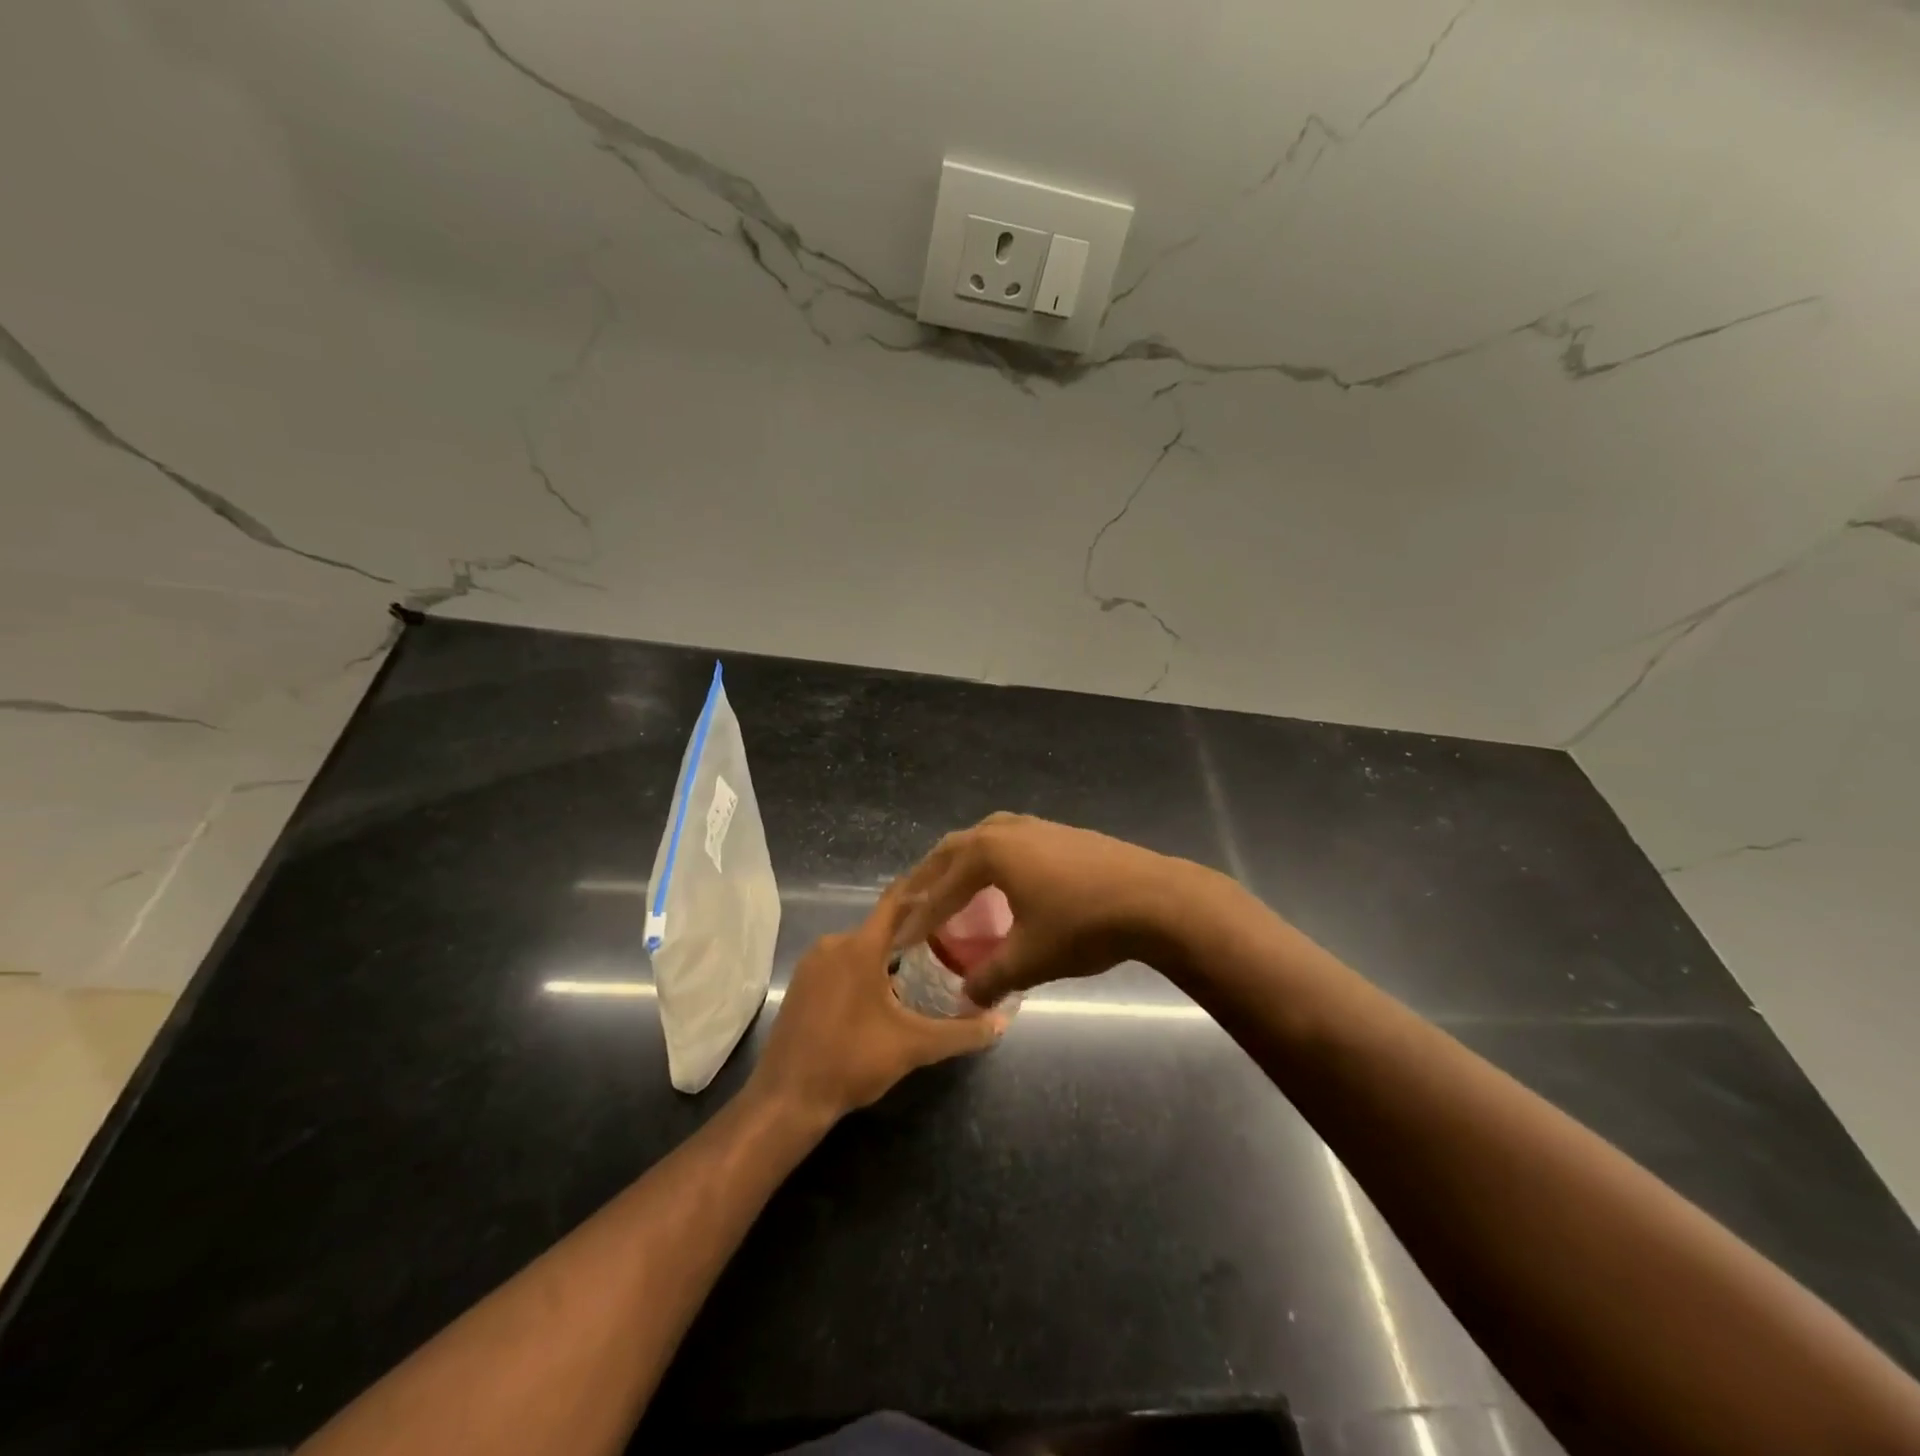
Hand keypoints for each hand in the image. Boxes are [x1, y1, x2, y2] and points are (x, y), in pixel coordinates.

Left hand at [749, 883, 1005, 1124]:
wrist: (787, 1099)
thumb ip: (961, 1032)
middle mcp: (833, 944)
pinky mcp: (801, 984)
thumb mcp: (913, 1047)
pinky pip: (840, 963)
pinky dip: (863, 968)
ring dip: (886, 953)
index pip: (896, 901)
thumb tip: (1002, 1022)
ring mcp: (812, 964)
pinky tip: (882, 992)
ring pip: (859, 947)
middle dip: (912, 930)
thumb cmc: (852, 1061)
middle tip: (947, 936)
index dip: (922, 888)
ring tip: (922, 964)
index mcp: (860, 947)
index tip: (948, 880)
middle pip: (880, 927)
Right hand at [895, 813, 1195, 1007]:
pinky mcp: (1062, 832)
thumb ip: (991, 978)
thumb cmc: (1083, 924)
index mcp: (990, 852)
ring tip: (953, 887)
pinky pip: (1010, 840)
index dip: (920, 917)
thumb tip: (966, 999)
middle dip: (931, 878)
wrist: (1154, 898)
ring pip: (984, 837)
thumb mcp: (1030, 959)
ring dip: (962, 862)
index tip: (900, 939)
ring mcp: (1037, 826)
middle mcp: (1006, 829)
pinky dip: (992, 858)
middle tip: (914, 905)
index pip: (942, 888)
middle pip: (955, 849)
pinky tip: (1004, 880)